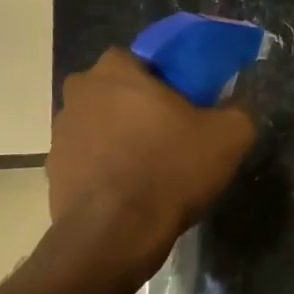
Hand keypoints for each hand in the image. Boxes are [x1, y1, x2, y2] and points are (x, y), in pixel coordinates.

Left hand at [48, 48, 256, 273]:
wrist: (115, 234)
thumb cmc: (170, 171)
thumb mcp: (228, 138)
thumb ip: (239, 111)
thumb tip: (237, 107)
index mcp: (115, 70)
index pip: (143, 59)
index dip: (167, 81)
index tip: (186, 107)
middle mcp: (79, 93)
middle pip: (118, 93)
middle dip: (141, 110)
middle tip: (172, 138)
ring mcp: (60, 134)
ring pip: (101, 127)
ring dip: (121, 141)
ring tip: (151, 172)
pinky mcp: (53, 172)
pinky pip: (89, 161)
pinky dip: (107, 171)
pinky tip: (130, 194)